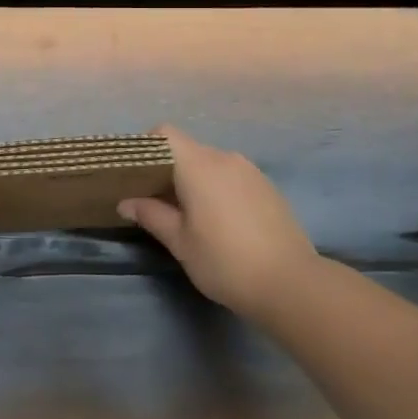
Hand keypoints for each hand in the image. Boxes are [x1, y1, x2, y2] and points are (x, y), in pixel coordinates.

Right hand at [119, 125, 320, 322]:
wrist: (291, 284)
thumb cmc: (225, 261)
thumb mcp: (180, 242)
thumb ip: (152, 215)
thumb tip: (126, 202)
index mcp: (199, 165)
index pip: (165, 134)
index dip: (146, 146)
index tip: (135, 173)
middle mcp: (225, 158)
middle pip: (187, 149)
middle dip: (167, 169)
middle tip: (153, 199)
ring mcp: (250, 171)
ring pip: (211, 163)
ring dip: (193, 180)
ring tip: (186, 213)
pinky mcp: (267, 187)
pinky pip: (231, 176)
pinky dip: (216, 187)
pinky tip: (217, 220)